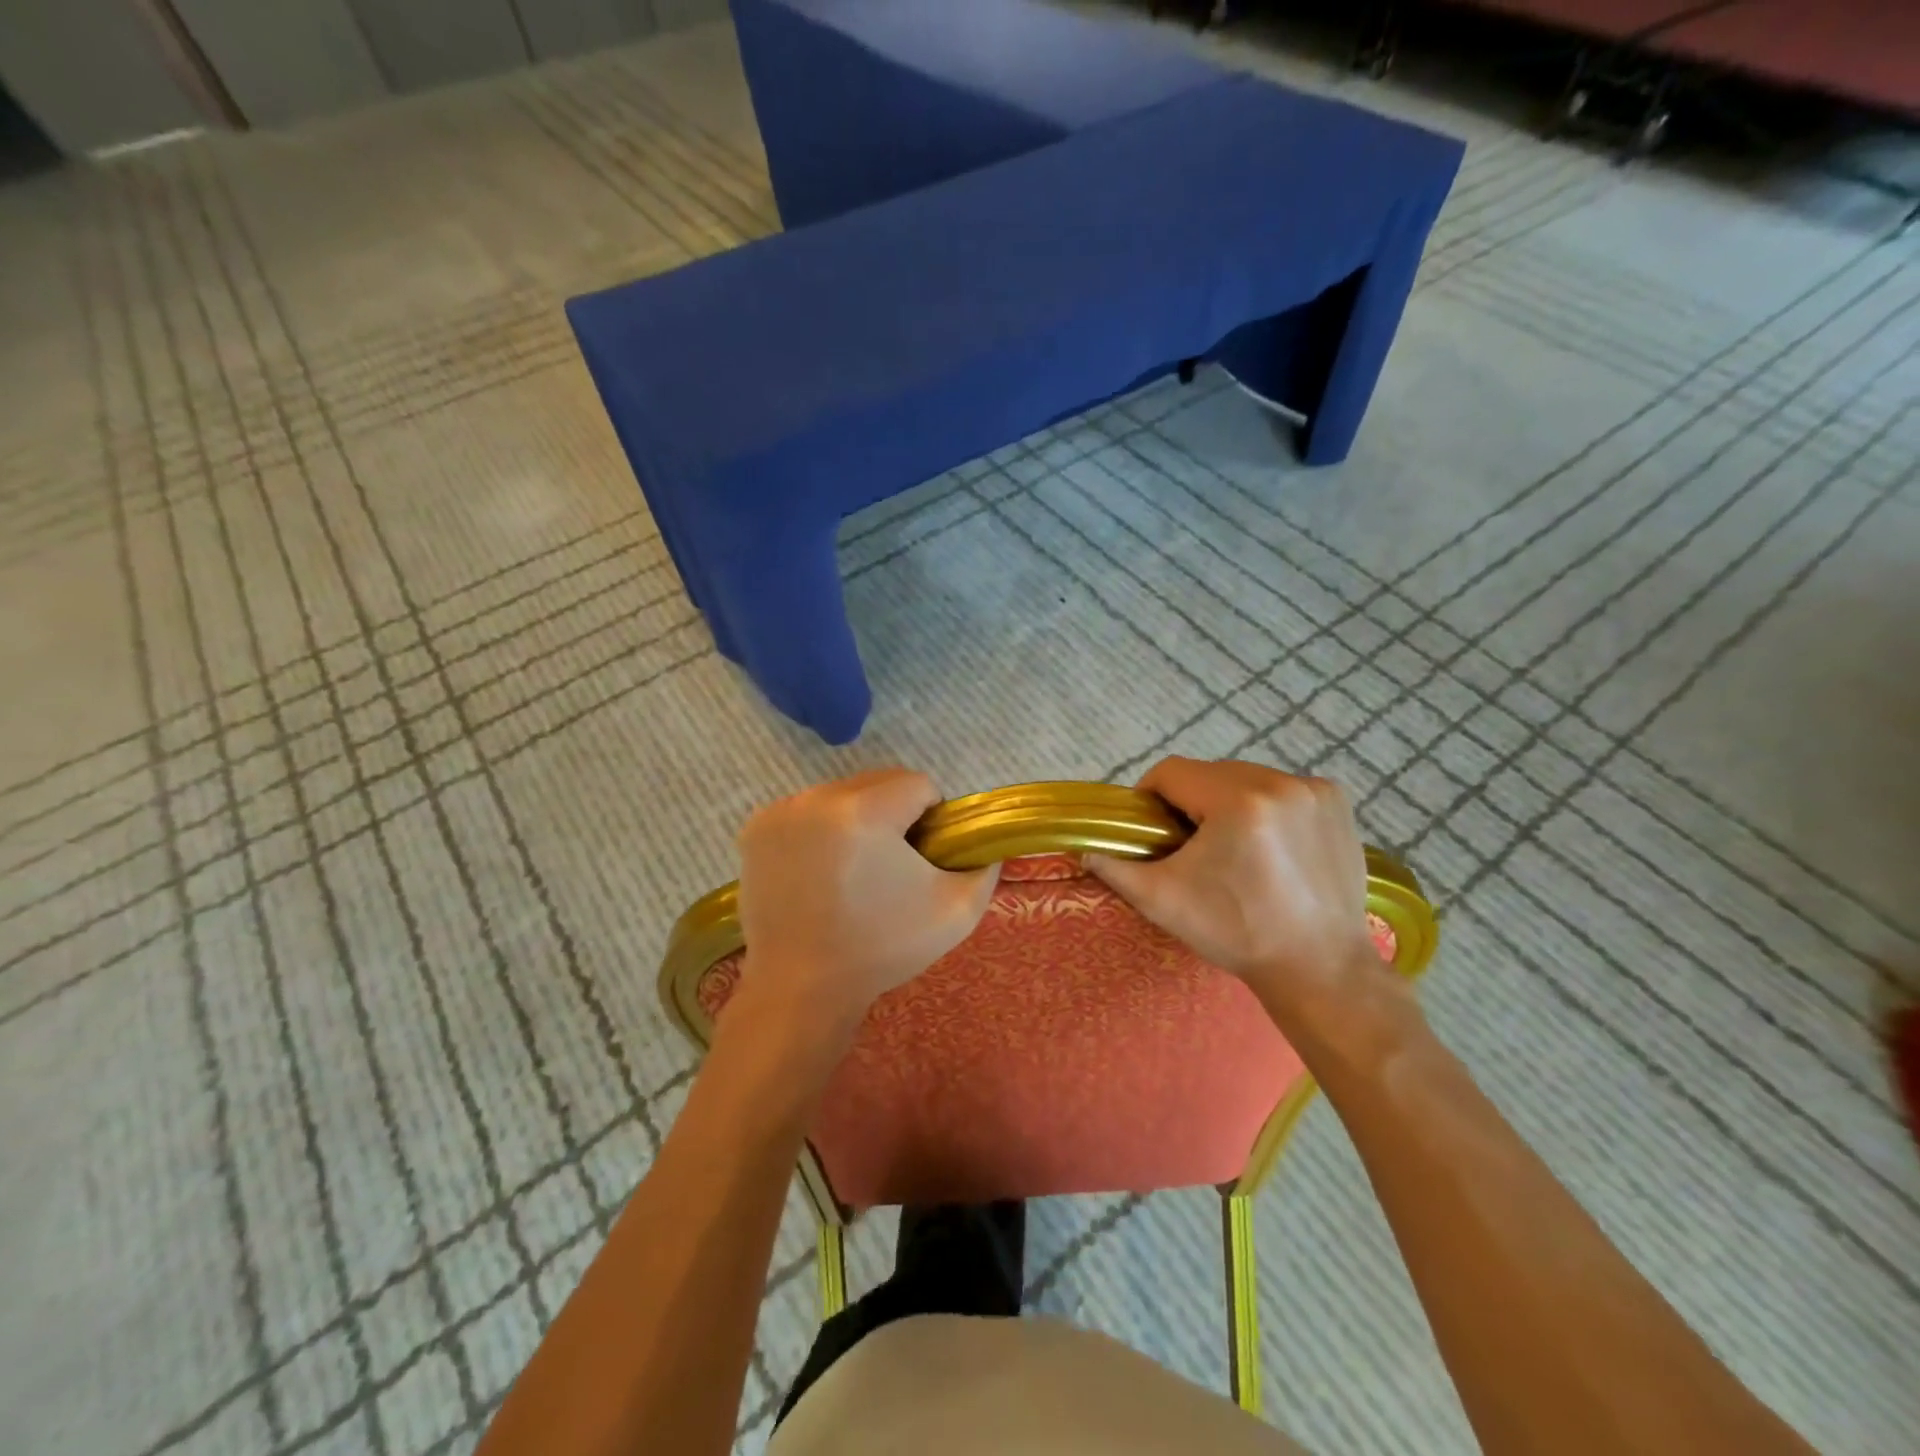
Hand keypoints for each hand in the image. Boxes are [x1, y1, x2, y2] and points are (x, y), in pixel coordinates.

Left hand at [736, 768, 999, 1034]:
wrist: (801, 988)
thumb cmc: (881, 949)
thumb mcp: (957, 912)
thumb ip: (985, 867)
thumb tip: (988, 844)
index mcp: (865, 811)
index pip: (918, 784)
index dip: (932, 818)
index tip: (924, 857)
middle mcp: (818, 798)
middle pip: (878, 782)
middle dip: (894, 812)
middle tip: (893, 864)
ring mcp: (781, 811)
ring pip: (842, 793)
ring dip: (857, 817)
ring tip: (854, 869)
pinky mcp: (756, 828)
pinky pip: (808, 810)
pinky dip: (822, 829)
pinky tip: (821, 869)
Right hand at [1086, 758, 1385, 1028]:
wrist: (1319, 967)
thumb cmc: (1237, 932)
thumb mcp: (1163, 901)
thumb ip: (1116, 869)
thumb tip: (1084, 851)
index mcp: (1236, 801)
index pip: (1172, 772)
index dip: (1150, 795)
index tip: (1149, 827)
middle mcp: (1279, 783)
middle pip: (1211, 773)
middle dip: (1192, 800)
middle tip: (1188, 842)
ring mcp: (1314, 791)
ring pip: (1248, 778)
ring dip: (1230, 801)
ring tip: (1231, 845)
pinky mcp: (1337, 803)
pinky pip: (1284, 788)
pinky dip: (1268, 806)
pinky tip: (1270, 843)